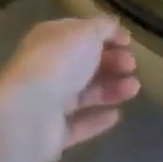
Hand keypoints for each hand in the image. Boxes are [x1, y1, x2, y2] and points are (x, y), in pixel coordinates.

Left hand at [0, 17, 139, 161]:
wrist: (29, 113)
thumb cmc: (59, 63)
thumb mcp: (86, 33)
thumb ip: (103, 28)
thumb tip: (114, 28)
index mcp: (49, 39)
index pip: (79, 34)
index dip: (105, 36)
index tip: (129, 43)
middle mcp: (46, 68)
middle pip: (83, 64)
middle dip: (111, 63)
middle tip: (131, 66)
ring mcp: (47, 102)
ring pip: (84, 94)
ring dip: (110, 89)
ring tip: (134, 89)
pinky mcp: (51, 133)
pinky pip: (78, 124)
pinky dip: (96, 119)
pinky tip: (116, 115)